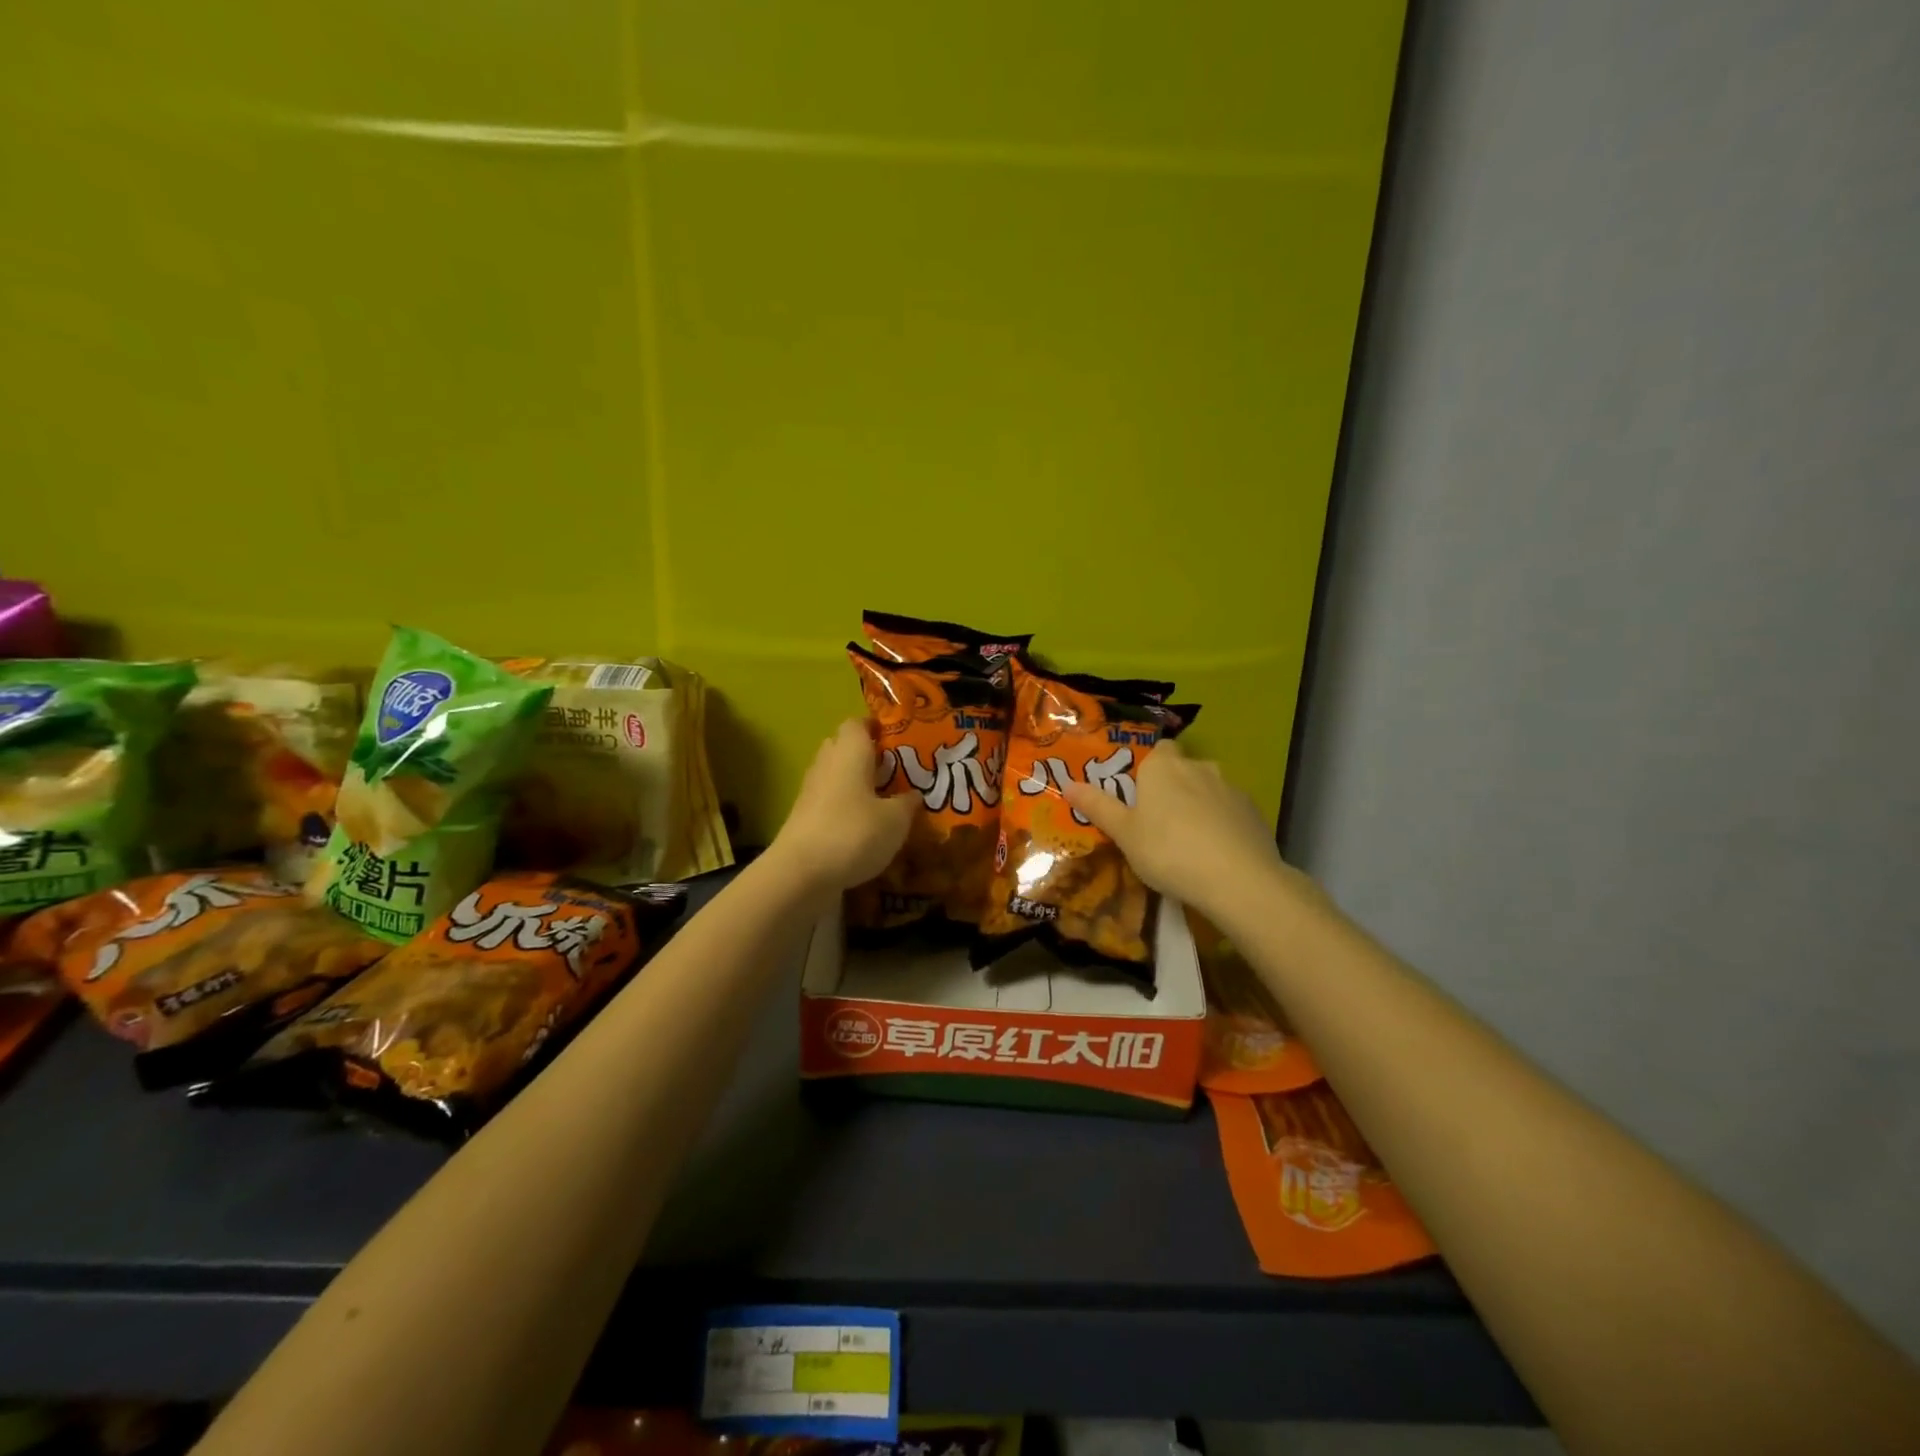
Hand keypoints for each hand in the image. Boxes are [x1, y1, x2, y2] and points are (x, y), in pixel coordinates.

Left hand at [766, 719, 916, 892]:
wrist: (801, 873)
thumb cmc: (854, 833)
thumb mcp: (896, 820)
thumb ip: (908, 803)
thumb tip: (914, 794)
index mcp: (849, 752)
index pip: (858, 723)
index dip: (877, 726)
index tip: (898, 738)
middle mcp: (827, 764)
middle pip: (844, 747)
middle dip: (868, 755)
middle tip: (896, 770)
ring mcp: (811, 792)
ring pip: (836, 776)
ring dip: (857, 784)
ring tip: (886, 800)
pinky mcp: (804, 818)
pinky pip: (830, 802)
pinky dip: (846, 808)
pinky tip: (866, 826)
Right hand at [1062, 739, 1302, 921]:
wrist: (1238, 879)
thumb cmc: (1168, 851)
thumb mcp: (1124, 834)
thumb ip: (1098, 807)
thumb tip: (1068, 785)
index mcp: (1163, 767)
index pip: (1158, 748)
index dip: (1148, 766)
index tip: (1139, 792)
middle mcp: (1198, 767)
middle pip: (1182, 768)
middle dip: (1173, 786)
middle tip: (1157, 820)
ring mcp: (1231, 788)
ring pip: (1208, 789)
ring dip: (1198, 804)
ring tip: (1188, 840)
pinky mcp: (1254, 812)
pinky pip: (1229, 810)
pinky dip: (1221, 823)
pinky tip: (1216, 852)